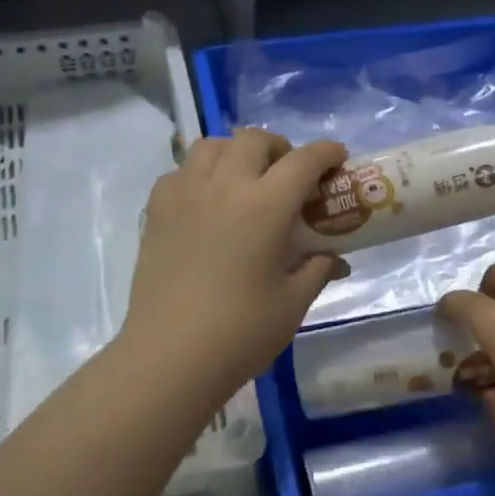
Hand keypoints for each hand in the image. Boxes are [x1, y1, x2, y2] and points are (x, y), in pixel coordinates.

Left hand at [121, 127, 348, 401]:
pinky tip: (207, 200)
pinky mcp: (156, 211)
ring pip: (211, 145)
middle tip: (290, 173)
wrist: (171, 355)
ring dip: (236, 151)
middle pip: (253, 139)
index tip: (337, 157)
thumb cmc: (241, 331)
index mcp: (265, 206)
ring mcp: (185, 195)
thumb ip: (317, 269)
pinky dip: (200, 172)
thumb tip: (334, 259)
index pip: (303, 161)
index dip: (326, 153)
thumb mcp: (293, 302)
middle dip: (279, 147)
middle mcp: (224, 186)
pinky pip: (180, 171)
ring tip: (246, 178)